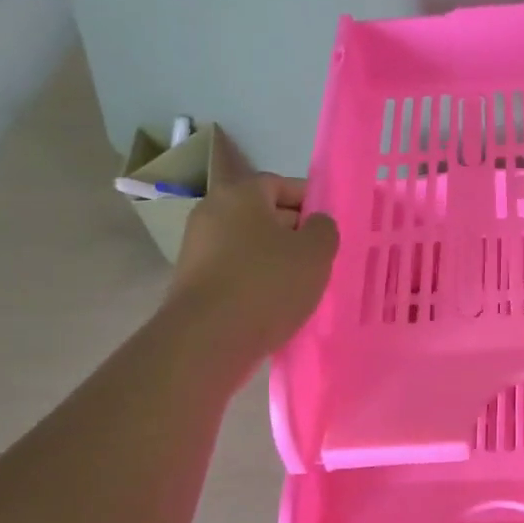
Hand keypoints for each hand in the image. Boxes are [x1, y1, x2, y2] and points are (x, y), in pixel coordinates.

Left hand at [169, 174, 338, 351]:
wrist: (208, 339)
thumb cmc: (267, 283)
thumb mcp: (315, 252)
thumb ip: (324, 229)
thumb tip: (316, 223)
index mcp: (241, 194)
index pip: (281, 184)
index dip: (310, 201)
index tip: (329, 226)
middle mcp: (212, 212)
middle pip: (262, 213)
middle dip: (294, 231)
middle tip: (321, 255)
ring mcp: (197, 247)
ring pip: (249, 244)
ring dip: (275, 258)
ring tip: (303, 282)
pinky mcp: (193, 280)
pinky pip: (235, 269)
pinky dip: (256, 279)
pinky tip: (276, 301)